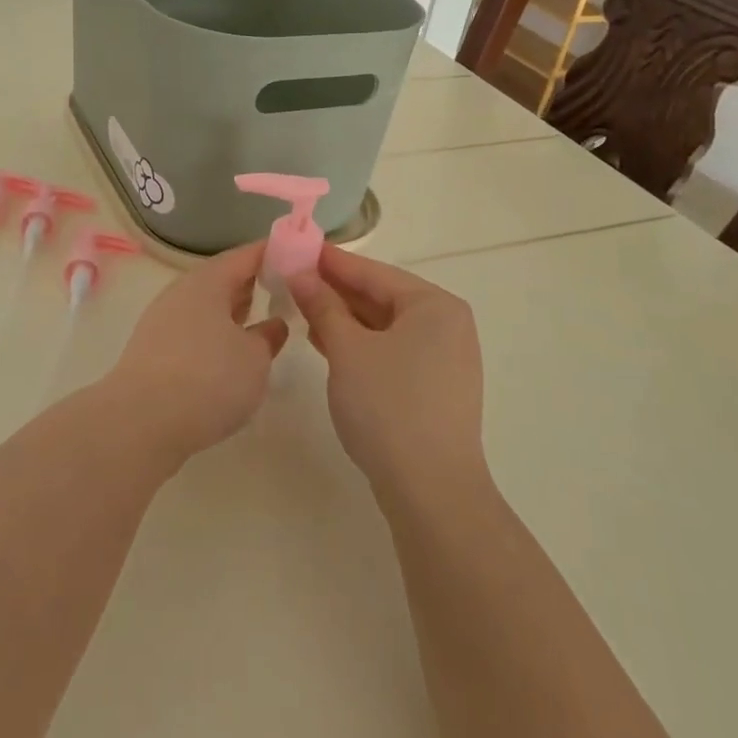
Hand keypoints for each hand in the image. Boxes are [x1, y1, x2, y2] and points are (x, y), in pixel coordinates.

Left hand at [102, 242, 289, 467]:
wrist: (140, 422)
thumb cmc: (208, 379)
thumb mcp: (255, 359)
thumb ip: (268, 337)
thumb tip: (273, 324)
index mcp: (208, 282)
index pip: (245, 256)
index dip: (272, 253)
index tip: (297, 255)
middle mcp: (181, 293)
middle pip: (222, 279)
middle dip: (251, 284)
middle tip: (284, 291)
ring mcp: (163, 321)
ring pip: (206, 307)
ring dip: (232, 312)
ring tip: (260, 323)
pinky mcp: (153, 351)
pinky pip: (192, 331)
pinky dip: (214, 335)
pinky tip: (228, 356)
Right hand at [288, 246, 486, 503]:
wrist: (430, 490)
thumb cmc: (388, 406)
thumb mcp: (347, 350)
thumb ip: (323, 306)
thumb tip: (301, 274)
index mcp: (434, 306)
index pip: (373, 272)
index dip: (331, 261)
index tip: (296, 248)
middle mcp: (446, 325)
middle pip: (381, 297)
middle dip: (335, 291)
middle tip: (292, 279)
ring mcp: (443, 359)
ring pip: (384, 326)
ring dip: (344, 318)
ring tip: (301, 309)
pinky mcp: (434, 388)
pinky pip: (391, 351)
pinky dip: (360, 345)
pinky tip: (326, 343)